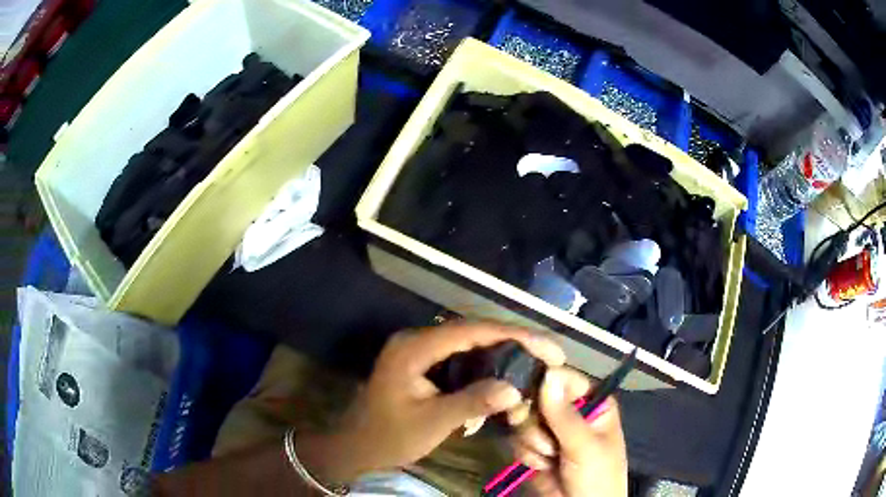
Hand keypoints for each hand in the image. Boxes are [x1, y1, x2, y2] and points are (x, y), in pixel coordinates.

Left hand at [298, 322, 565, 482]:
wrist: (356, 447)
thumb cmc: (389, 436)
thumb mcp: (432, 423)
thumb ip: (472, 402)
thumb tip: (515, 389)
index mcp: (414, 347)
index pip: (472, 331)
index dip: (514, 335)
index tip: (547, 347)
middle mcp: (417, 339)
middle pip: (473, 331)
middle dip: (513, 340)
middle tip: (548, 353)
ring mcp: (418, 350)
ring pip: (469, 342)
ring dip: (502, 350)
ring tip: (535, 360)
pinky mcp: (422, 363)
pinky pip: (460, 356)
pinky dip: (485, 363)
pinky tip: (506, 373)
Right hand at [510, 367, 627, 496]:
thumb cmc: (597, 476)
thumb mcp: (584, 446)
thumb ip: (564, 414)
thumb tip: (548, 373)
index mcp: (592, 402)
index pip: (563, 378)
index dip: (544, 384)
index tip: (531, 398)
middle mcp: (569, 411)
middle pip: (536, 398)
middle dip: (536, 423)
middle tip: (544, 441)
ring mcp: (550, 431)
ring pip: (523, 421)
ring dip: (533, 443)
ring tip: (550, 459)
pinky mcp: (534, 449)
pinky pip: (517, 441)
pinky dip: (526, 455)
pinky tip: (541, 466)